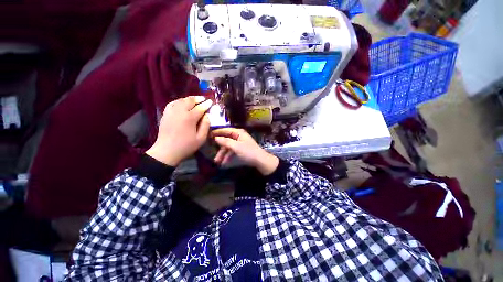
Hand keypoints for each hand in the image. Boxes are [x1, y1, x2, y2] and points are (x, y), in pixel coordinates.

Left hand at [146, 96, 212, 165]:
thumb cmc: (186, 146)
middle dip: (198, 98)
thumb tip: (207, 115)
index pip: (200, 107)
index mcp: (190, 118)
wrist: (166, 151)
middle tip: (204, 99)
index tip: (211, 102)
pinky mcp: (165, 114)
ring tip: (195, 100)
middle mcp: (180, 112)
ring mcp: (171, 112)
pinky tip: (182, 103)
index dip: (206, 104)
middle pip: (189, 100)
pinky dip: (179, 101)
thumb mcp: (201, 138)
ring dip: (189, 99)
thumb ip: (205, 125)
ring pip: (181, 100)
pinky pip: (172, 103)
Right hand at [211, 128, 278, 175]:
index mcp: (239, 133)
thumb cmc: (248, 151)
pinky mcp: (241, 150)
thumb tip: (216, 138)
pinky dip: (228, 157)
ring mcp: (240, 144)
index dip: (218, 132)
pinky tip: (224, 163)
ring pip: (229, 148)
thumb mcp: (236, 147)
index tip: (209, 135)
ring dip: (223, 155)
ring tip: (218, 163)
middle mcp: (239, 137)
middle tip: (214, 155)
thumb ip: (225, 142)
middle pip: (226, 141)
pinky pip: (232, 152)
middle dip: (220, 149)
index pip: (226, 130)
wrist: (260, 160)